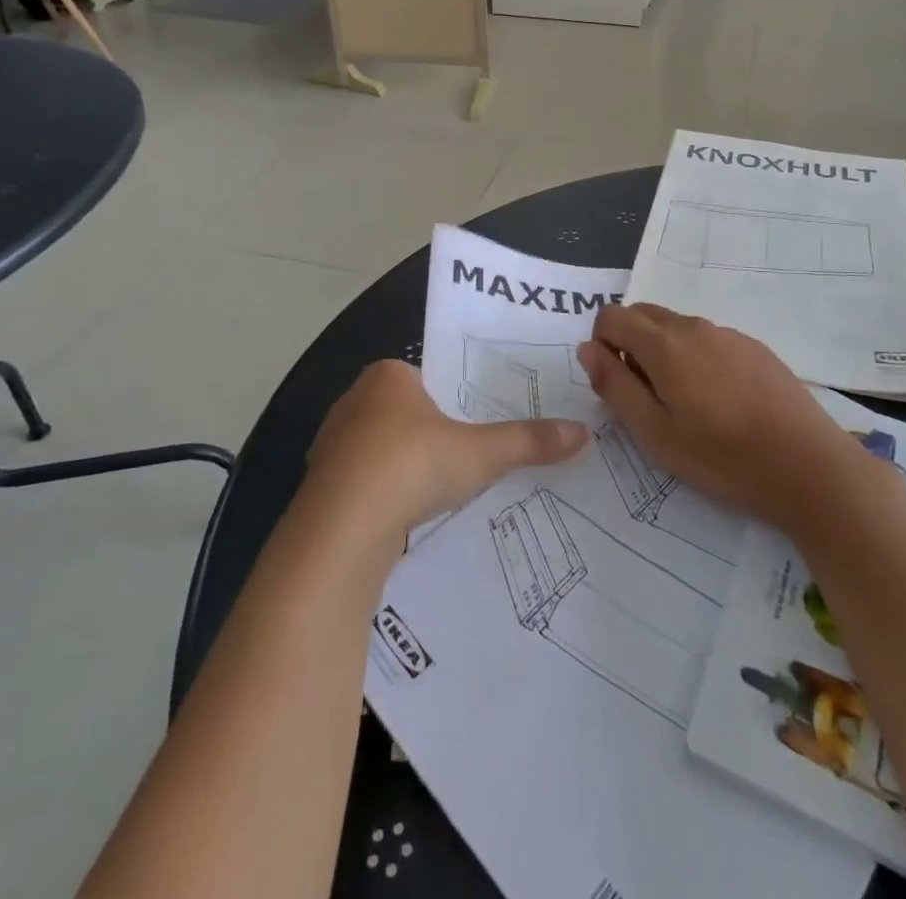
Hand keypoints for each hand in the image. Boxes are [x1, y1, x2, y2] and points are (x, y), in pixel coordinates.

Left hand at [303, 361, 587, 542]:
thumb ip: (528, 441)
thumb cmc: (412, 466)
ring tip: (437, 491)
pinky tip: (404, 518)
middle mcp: (353, 401)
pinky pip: (361, 483)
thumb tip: (584, 432)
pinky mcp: (321, 486)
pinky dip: (382, 496)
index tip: (474, 426)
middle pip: (402, 412)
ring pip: (379, 450)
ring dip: (402, 468)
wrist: (342, 530)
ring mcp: (331, 445)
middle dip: (428, 435)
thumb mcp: (480, 453)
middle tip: (464, 458)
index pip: (425, 378)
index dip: (450, 399)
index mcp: (386, 375)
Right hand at [578, 304, 849, 522]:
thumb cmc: (722, 457)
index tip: (616, 383)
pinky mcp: (755, 347)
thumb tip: (587, 349)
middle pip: (643, 314)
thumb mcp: (654, 433)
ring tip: (685, 405)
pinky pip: (708, 339)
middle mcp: (694, 327)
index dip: (601, 344)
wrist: (809, 466)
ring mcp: (729, 334)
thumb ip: (615, 385)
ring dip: (663, 352)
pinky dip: (696, 357)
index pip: (612, 316)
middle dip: (629, 344)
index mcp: (664, 344)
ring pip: (677, 327)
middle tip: (645, 396)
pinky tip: (721, 402)